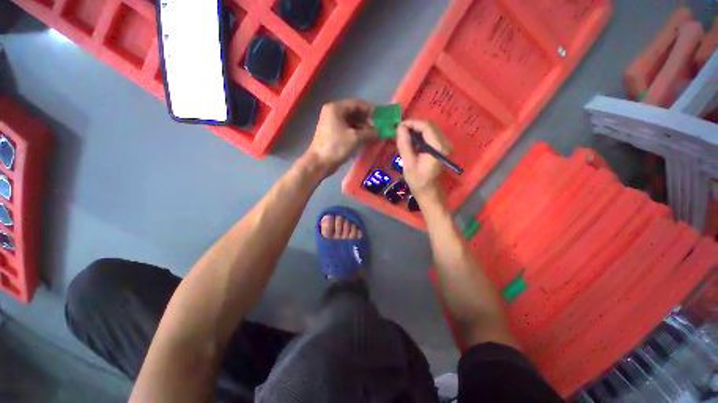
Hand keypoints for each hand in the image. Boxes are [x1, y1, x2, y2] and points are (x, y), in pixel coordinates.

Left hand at [306, 99, 376, 175]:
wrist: (320, 163)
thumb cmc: (336, 147)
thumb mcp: (355, 138)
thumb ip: (370, 132)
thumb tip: (381, 132)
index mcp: (336, 108)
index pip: (357, 103)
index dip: (370, 110)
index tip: (380, 118)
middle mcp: (333, 112)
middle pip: (354, 112)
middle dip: (367, 120)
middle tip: (378, 128)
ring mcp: (332, 123)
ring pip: (351, 121)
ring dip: (363, 127)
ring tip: (373, 135)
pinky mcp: (332, 133)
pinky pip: (347, 129)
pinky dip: (356, 133)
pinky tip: (365, 139)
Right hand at [396, 120, 451, 200]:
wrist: (429, 193)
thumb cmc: (418, 181)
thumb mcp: (408, 164)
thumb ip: (404, 145)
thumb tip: (400, 128)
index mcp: (438, 148)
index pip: (426, 127)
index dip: (412, 123)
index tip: (399, 126)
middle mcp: (445, 143)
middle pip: (429, 126)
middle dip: (414, 126)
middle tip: (400, 132)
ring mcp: (445, 146)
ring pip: (430, 130)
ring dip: (417, 130)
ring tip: (404, 136)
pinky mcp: (442, 148)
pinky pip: (431, 136)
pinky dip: (420, 136)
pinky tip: (412, 141)